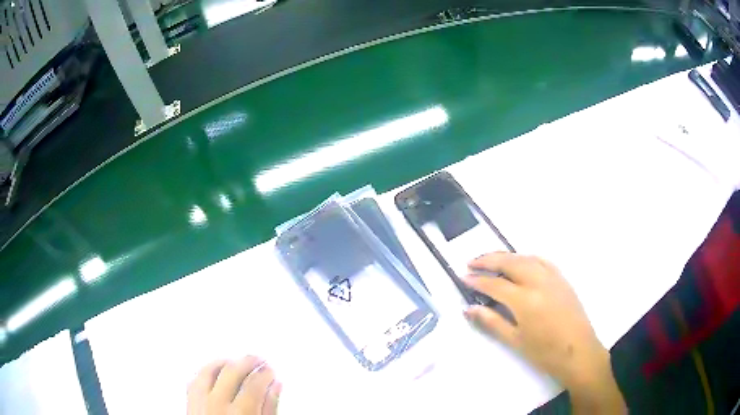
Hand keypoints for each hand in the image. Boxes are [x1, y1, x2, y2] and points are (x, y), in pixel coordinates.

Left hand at [187, 356, 281, 414]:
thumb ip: (269, 408)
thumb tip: (275, 387)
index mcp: (240, 413)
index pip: (254, 383)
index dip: (265, 373)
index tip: (270, 370)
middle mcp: (217, 404)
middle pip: (232, 371)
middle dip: (247, 361)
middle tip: (257, 358)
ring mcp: (199, 403)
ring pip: (209, 370)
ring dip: (224, 361)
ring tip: (235, 360)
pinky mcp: (188, 404)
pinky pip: (194, 379)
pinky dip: (205, 371)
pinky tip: (213, 369)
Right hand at [463, 252, 625, 413]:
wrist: (578, 352)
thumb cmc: (545, 352)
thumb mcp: (515, 341)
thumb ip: (491, 321)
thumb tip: (469, 309)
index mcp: (525, 300)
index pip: (495, 284)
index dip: (476, 280)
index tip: (462, 277)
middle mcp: (538, 281)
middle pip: (509, 262)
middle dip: (487, 259)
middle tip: (471, 262)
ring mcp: (553, 277)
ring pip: (525, 257)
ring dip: (506, 256)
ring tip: (491, 260)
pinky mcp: (562, 278)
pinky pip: (541, 260)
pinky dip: (526, 258)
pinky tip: (520, 262)